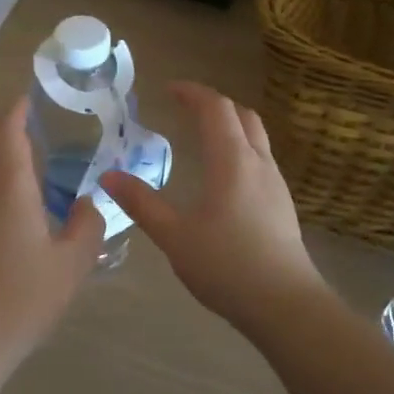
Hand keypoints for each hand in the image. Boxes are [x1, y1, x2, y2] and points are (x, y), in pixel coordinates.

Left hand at [0, 97, 103, 370]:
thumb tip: (86, 203)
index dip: (16, 109)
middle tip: (23, 118)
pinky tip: (5, 193)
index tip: (28, 97)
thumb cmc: (24, 298)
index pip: (7, 132)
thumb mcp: (72, 264)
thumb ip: (87, 226)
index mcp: (9, 187)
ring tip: (17, 151)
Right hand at [100, 83, 325, 334]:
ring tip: (203, 138)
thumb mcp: (174, 235)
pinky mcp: (282, 205)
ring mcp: (276, 184)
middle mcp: (259, 163)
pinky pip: (261, 160)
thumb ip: (141, 203)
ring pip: (256, 137)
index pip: (215, 108)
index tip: (169, 89)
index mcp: (232, 161)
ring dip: (231, 126)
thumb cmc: (226, 265)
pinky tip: (224, 178)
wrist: (284, 304)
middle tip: (186, 109)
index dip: (192, 93)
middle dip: (214, 104)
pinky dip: (240, 150)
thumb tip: (108, 176)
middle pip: (242, 115)